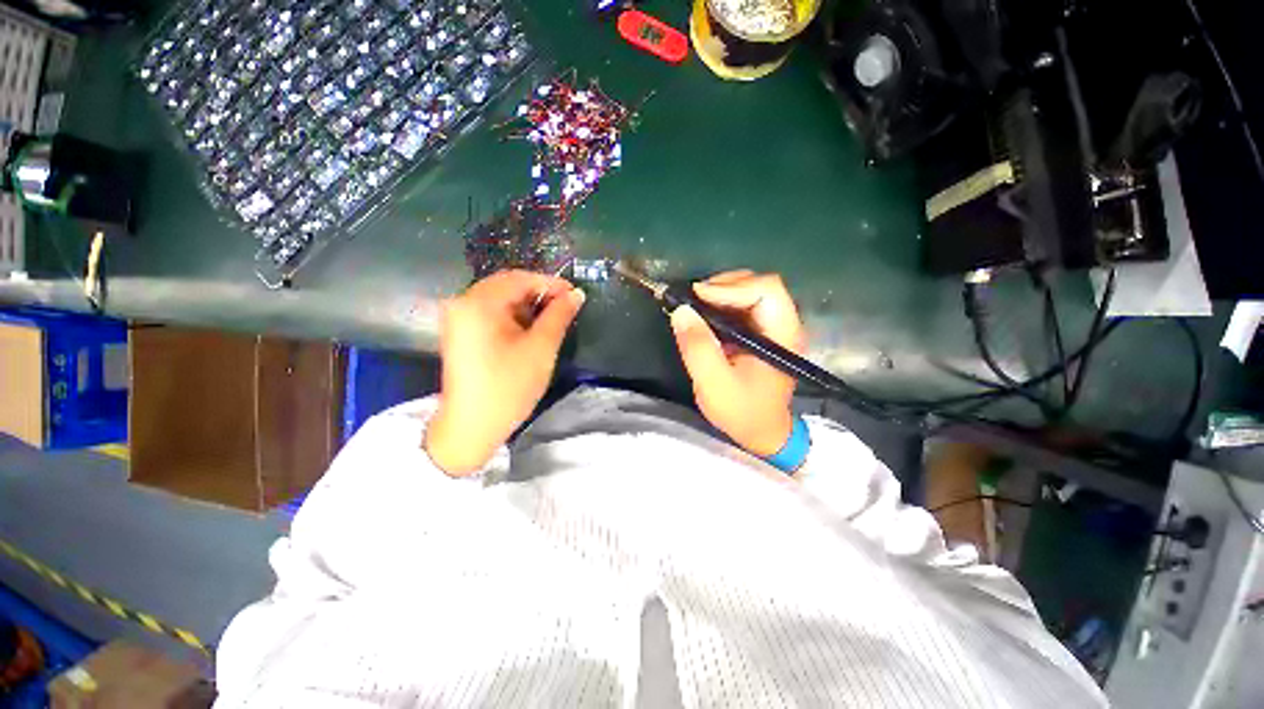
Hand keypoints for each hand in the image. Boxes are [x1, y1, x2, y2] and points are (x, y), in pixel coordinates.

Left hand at [425, 270, 585, 475]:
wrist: (472, 427)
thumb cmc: (509, 386)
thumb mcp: (541, 348)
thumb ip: (559, 315)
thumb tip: (576, 294)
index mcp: (478, 303)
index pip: (520, 279)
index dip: (551, 283)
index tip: (576, 294)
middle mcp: (462, 303)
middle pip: (507, 286)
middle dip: (539, 294)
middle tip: (567, 307)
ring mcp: (459, 318)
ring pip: (501, 300)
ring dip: (528, 306)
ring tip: (554, 319)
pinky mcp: (461, 333)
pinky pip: (492, 314)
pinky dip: (515, 317)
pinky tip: (532, 329)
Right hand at [670, 271, 804, 457]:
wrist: (762, 433)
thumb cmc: (743, 412)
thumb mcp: (714, 383)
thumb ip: (698, 347)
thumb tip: (681, 310)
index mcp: (782, 335)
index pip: (767, 290)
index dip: (731, 287)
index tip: (698, 297)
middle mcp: (783, 325)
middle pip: (760, 285)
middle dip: (723, 286)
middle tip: (693, 300)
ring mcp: (773, 328)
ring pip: (750, 292)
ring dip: (720, 294)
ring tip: (695, 306)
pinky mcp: (761, 333)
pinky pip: (742, 306)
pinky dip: (720, 305)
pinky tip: (704, 316)